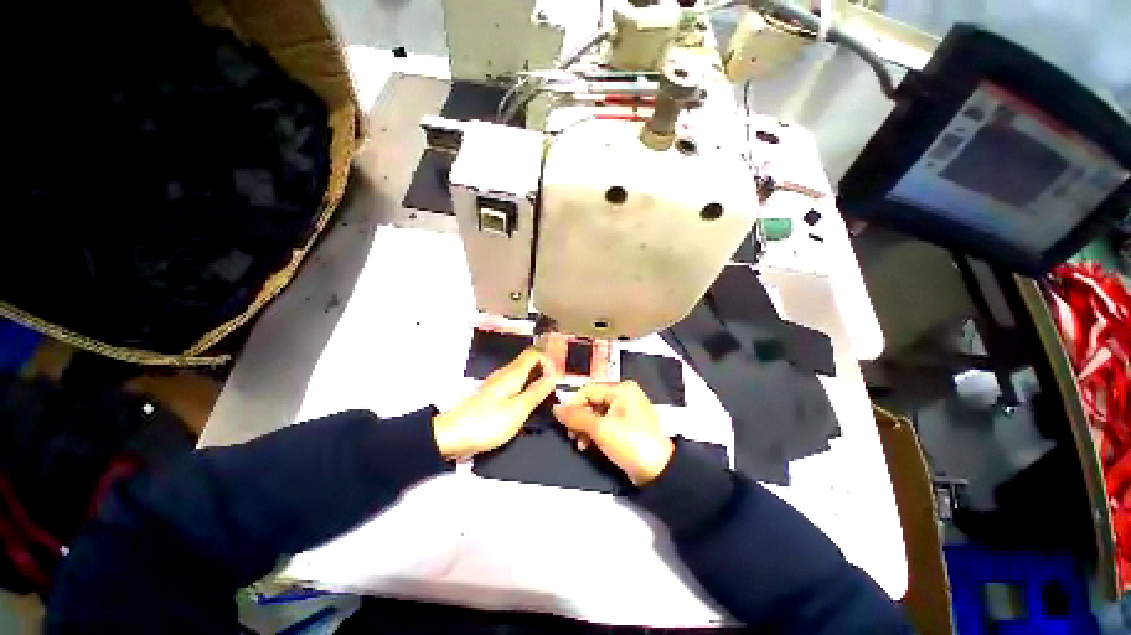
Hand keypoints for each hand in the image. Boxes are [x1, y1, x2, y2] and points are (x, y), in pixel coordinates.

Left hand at [433, 348, 556, 460]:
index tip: (560, 374)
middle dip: (545, 368)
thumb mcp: (518, 410)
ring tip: (549, 393)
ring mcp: (497, 384)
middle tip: (559, 384)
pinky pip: (515, 384)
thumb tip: (553, 376)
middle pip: (528, 361)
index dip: (549, 359)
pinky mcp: (492, 396)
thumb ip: (536, 392)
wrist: (451, 436)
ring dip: (537, 378)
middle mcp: (505, 374)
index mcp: (512, 373)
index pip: (534, 353)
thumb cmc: (487, 423)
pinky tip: (531, 402)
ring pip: (522, 373)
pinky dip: (527, 387)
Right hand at [553, 381, 673, 485]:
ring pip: (596, 414)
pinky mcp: (627, 425)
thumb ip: (576, 417)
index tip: (564, 422)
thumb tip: (556, 408)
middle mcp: (624, 395)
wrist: (659, 472)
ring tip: (580, 443)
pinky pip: (605, 422)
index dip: (573, 405)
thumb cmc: (631, 443)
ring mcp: (627, 410)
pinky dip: (595, 432)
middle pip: (592, 402)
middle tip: (571, 434)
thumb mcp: (600, 429)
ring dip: (585, 428)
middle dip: (580, 419)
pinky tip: (588, 445)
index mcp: (621, 389)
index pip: (588, 390)